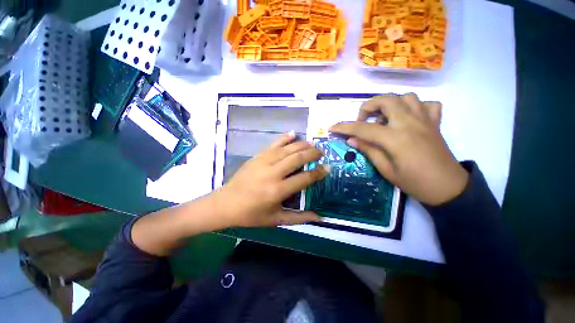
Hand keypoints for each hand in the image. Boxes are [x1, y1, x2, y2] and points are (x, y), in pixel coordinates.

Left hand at [213, 132, 329, 226]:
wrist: (226, 203)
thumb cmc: (252, 214)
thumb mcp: (276, 219)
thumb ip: (299, 218)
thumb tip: (320, 217)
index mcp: (278, 190)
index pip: (304, 178)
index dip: (318, 172)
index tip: (328, 167)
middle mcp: (273, 173)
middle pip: (297, 158)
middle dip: (312, 153)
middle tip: (321, 151)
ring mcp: (264, 162)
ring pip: (287, 149)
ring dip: (302, 144)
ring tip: (312, 143)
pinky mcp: (257, 156)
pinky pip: (274, 144)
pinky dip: (285, 138)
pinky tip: (293, 133)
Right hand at [329, 93, 468, 205]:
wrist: (448, 188)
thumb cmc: (414, 183)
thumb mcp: (386, 170)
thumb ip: (368, 150)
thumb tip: (352, 140)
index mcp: (396, 138)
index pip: (363, 128)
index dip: (344, 127)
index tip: (332, 127)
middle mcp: (410, 123)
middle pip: (386, 100)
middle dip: (367, 107)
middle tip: (362, 121)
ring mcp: (425, 120)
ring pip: (406, 97)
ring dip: (390, 104)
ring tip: (384, 119)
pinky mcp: (435, 122)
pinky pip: (427, 104)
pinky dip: (414, 107)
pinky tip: (407, 118)